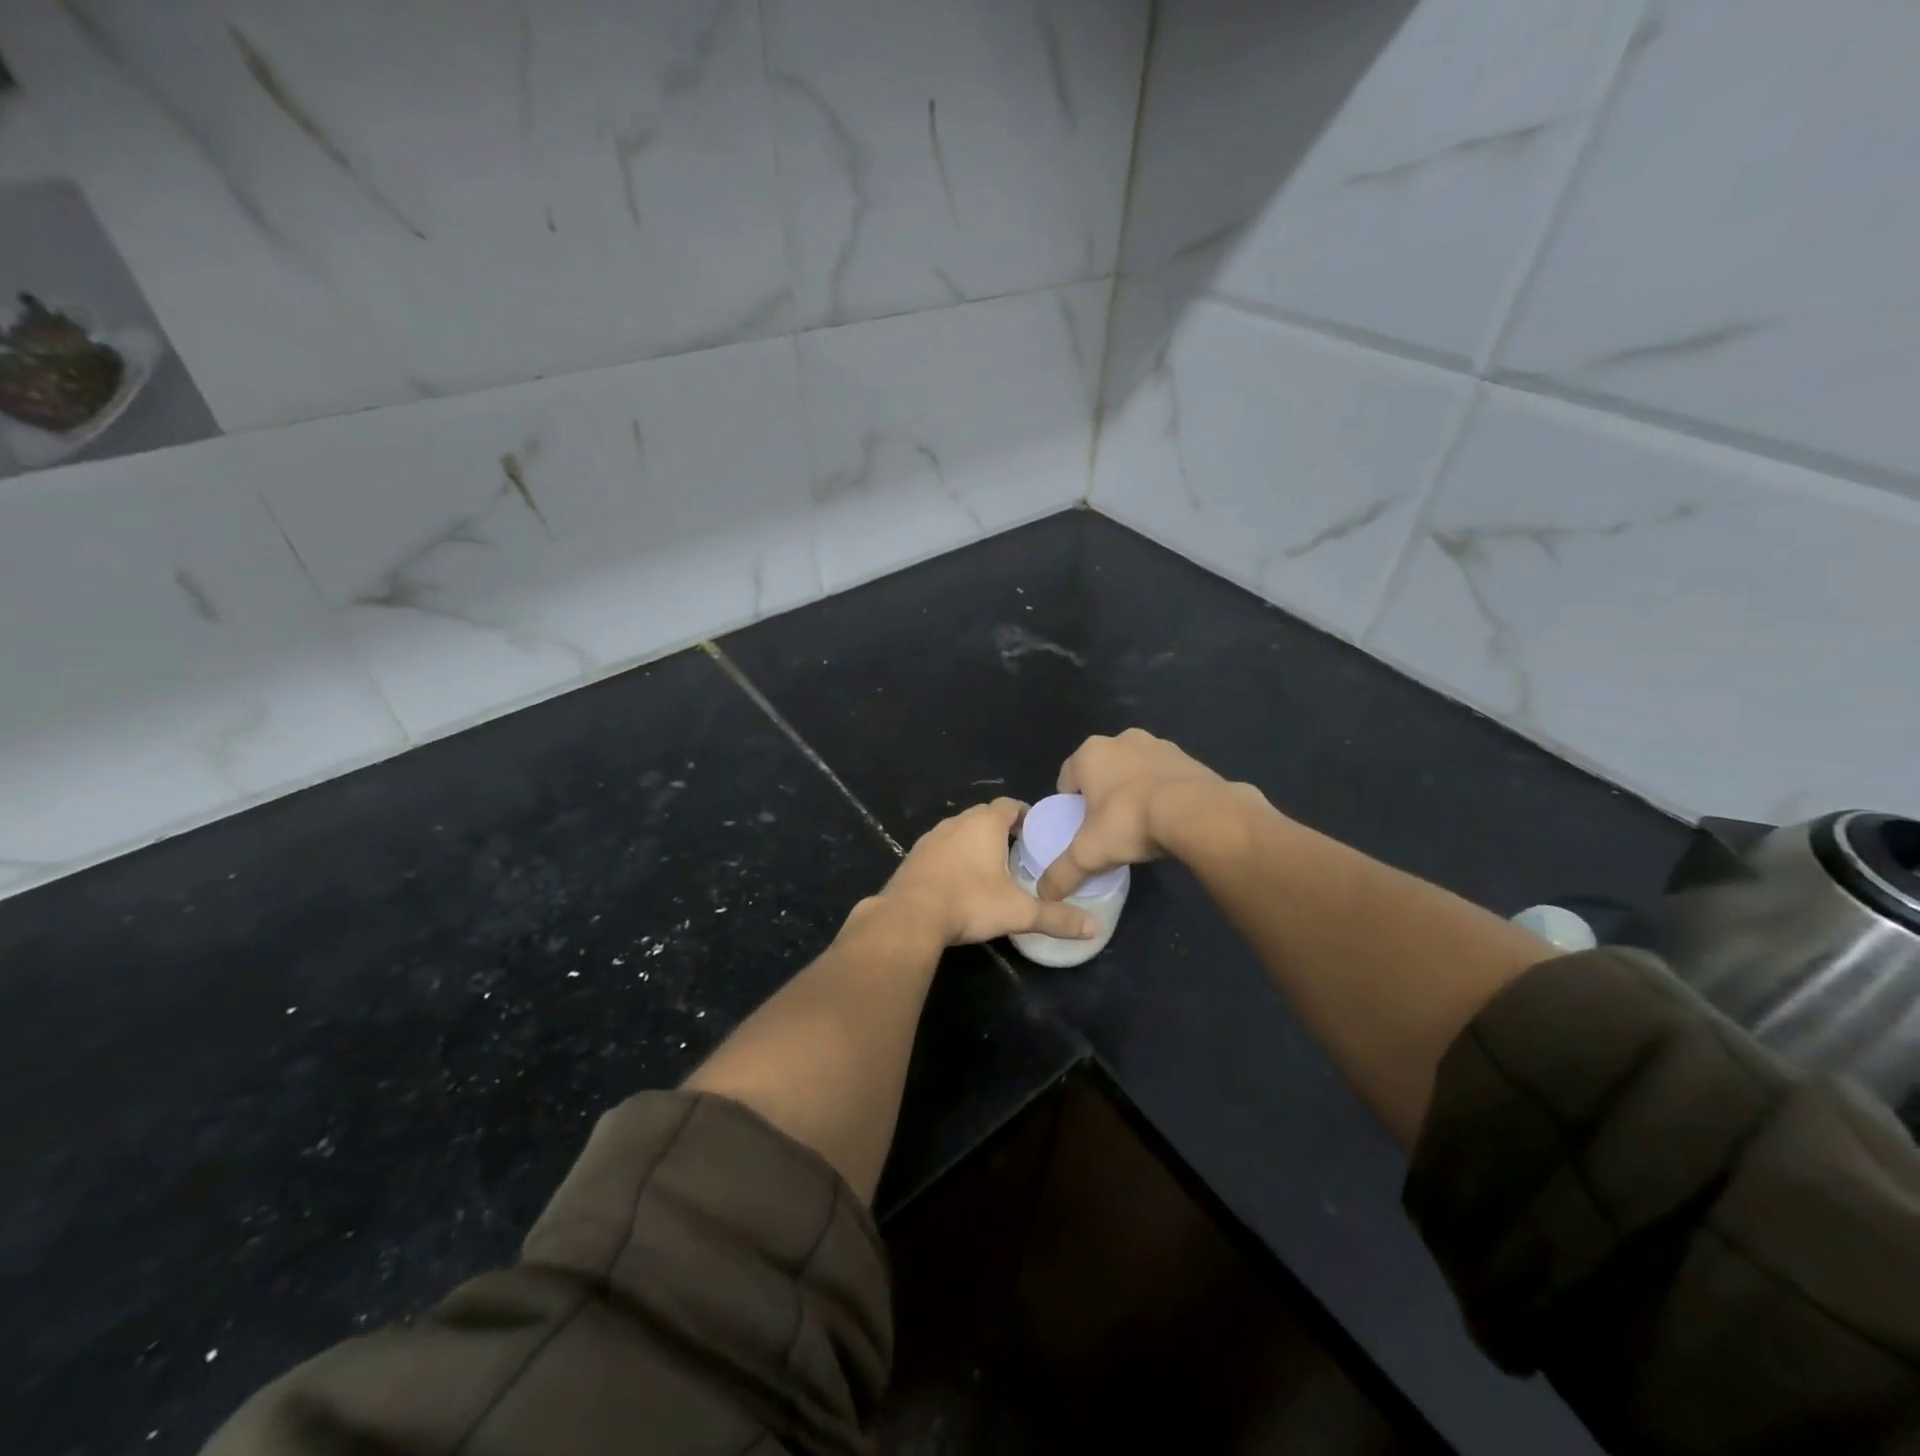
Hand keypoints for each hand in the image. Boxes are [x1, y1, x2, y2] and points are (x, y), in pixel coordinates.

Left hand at [880, 799, 1098, 945]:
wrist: (909, 917)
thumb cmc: (969, 902)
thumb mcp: (1019, 912)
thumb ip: (1056, 918)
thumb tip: (1095, 929)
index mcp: (984, 823)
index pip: (1010, 805)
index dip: (1026, 816)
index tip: (1037, 835)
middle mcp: (957, 822)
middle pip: (985, 816)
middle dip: (1003, 831)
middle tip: (1020, 854)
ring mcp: (932, 837)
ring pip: (961, 832)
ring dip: (976, 844)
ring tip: (992, 869)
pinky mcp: (915, 856)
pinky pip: (941, 849)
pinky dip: (954, 858)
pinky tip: (960, 883)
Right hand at [1038, 729, 1225, 900]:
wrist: (1196, 812)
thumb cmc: (1129, 821)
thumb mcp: (1089, 853)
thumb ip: (1062, 873)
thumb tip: (1044, 895)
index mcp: (1090, 753)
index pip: (1067, 778)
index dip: (1070, 804)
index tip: (1079, 828)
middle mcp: (1121, 739)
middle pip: (1101, 771)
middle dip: (1102, 795)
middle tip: (1107, 827)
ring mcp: (1157, 744)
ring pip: (1133, 770)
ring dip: (1132, 790)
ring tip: (1139, 824)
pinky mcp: (1187, 757)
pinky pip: (1164, 775)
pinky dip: (1161, 791)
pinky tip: (1166, 818)